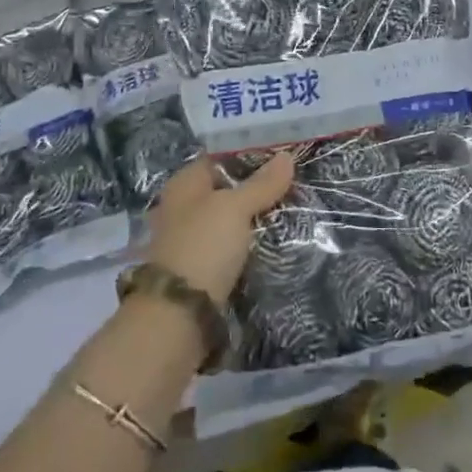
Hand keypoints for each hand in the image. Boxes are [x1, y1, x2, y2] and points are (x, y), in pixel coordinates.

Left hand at [145, 153, 295, 306]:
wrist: (178, 314)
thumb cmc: (203, 246)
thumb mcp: (235, 208)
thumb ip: (261, 184)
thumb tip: (287, 156)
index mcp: (183, 184)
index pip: (219, 159)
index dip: (249, 156)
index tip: (283, 158)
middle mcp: (182, 208)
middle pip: (224, 190)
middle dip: (255, 189)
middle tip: (293, 185)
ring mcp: (188, 239)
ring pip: (227, 220)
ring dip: (252, 218)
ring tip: (290, 212)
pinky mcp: (198, 268)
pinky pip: (228, 246)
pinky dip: (246, 244)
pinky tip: (271, 242)